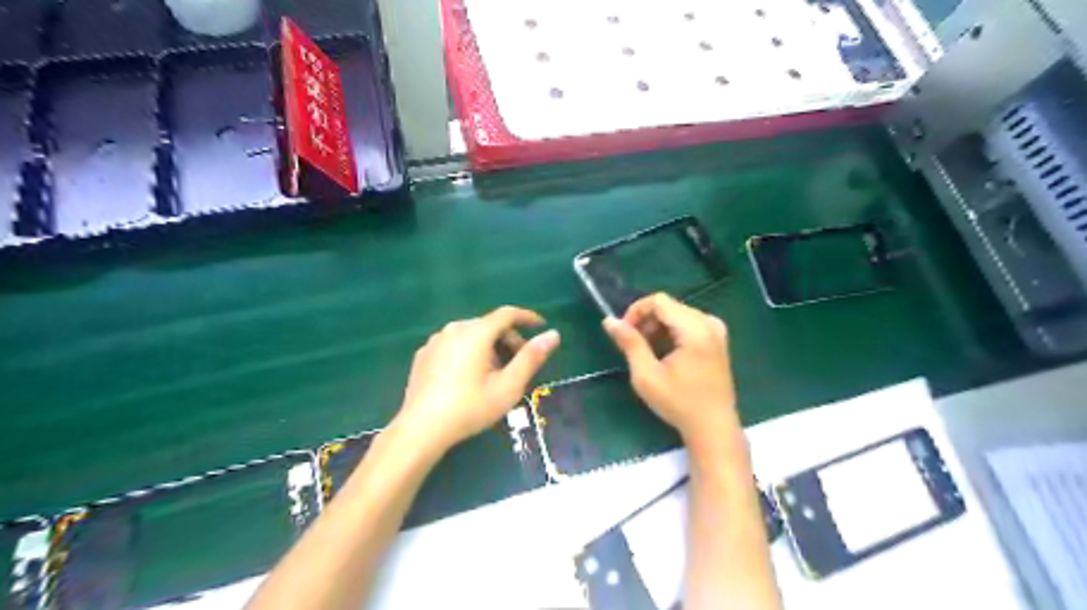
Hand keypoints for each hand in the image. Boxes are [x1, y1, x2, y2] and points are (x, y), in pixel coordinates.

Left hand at [394, 307, 560, 453]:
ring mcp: (435, 341)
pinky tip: (469, 378)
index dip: (527, 317)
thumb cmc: (470, 408)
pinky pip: (454, 345)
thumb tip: (553, 335)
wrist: (421, 430)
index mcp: (476, 333)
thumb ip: (531, 357)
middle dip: (508, 339)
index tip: (541, 326)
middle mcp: (454, 329)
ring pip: (471, 335)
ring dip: (488, 347)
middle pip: (489, 325)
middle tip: (520, 363)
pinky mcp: (423, 355)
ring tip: (495, 374)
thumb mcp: (508, 386)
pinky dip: (468, 353)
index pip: (507, 314)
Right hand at [598, 294, 743, 448]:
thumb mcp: (647, 375)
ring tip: (647, 351)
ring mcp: (716, 331)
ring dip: (658, 327)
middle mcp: (709, 323)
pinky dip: (671, 332)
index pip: (659, 301)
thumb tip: (609, 320)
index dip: (636, 311)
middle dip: (646, 320)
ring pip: (677, 314)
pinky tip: (664, 353)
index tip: (624, 332)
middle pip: (669, 306)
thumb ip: (629, 343)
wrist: (712, 427)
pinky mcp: (718, 340)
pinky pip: (688, 323)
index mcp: (695, 329)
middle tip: (633, 344)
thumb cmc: (678, 403)